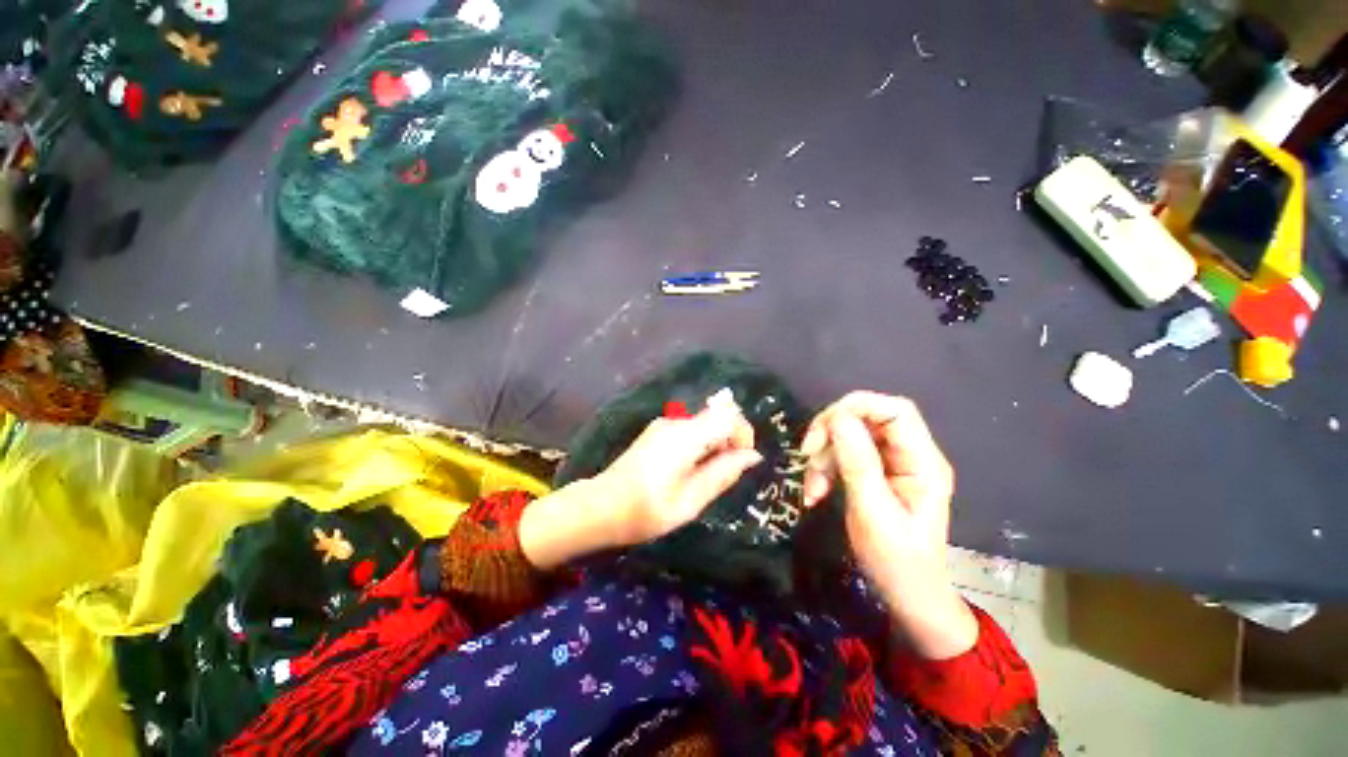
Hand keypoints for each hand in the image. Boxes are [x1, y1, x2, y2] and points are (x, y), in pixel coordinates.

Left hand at [520, 391, 761, 569]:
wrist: (600, 506)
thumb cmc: (646, 510)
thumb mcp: (691, 500)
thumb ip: (723, 474)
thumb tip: (752, 456)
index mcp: (686, 436)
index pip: (728, 416)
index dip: (743, 435)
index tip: (741, 463)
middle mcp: (676, 422)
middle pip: (717, 416)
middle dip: (730, 441)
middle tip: (723, 475)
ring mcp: (664, 425)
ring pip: (704, 423)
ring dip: (715, 445)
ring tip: (704, 478)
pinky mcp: (656, 432)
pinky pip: (690, 430)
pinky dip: (700, 445)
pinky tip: (688, 472)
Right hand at [800, 392, 975, 658]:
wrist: (906, 596)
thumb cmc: (897, 562)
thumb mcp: (873, 513)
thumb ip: (858, 464)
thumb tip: (838, 419)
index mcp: (923, 463)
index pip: (896, 411)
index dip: (859, 407)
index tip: (824, 428)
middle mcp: (909, 455)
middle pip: (867, 418)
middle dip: (832, 432)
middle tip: (807, 453)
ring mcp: (891, 463)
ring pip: (849, 436)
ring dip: (823, 456)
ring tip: (812, 487)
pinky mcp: (874, 473)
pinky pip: (843, 455)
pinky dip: (824, 469)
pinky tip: (815, 491)